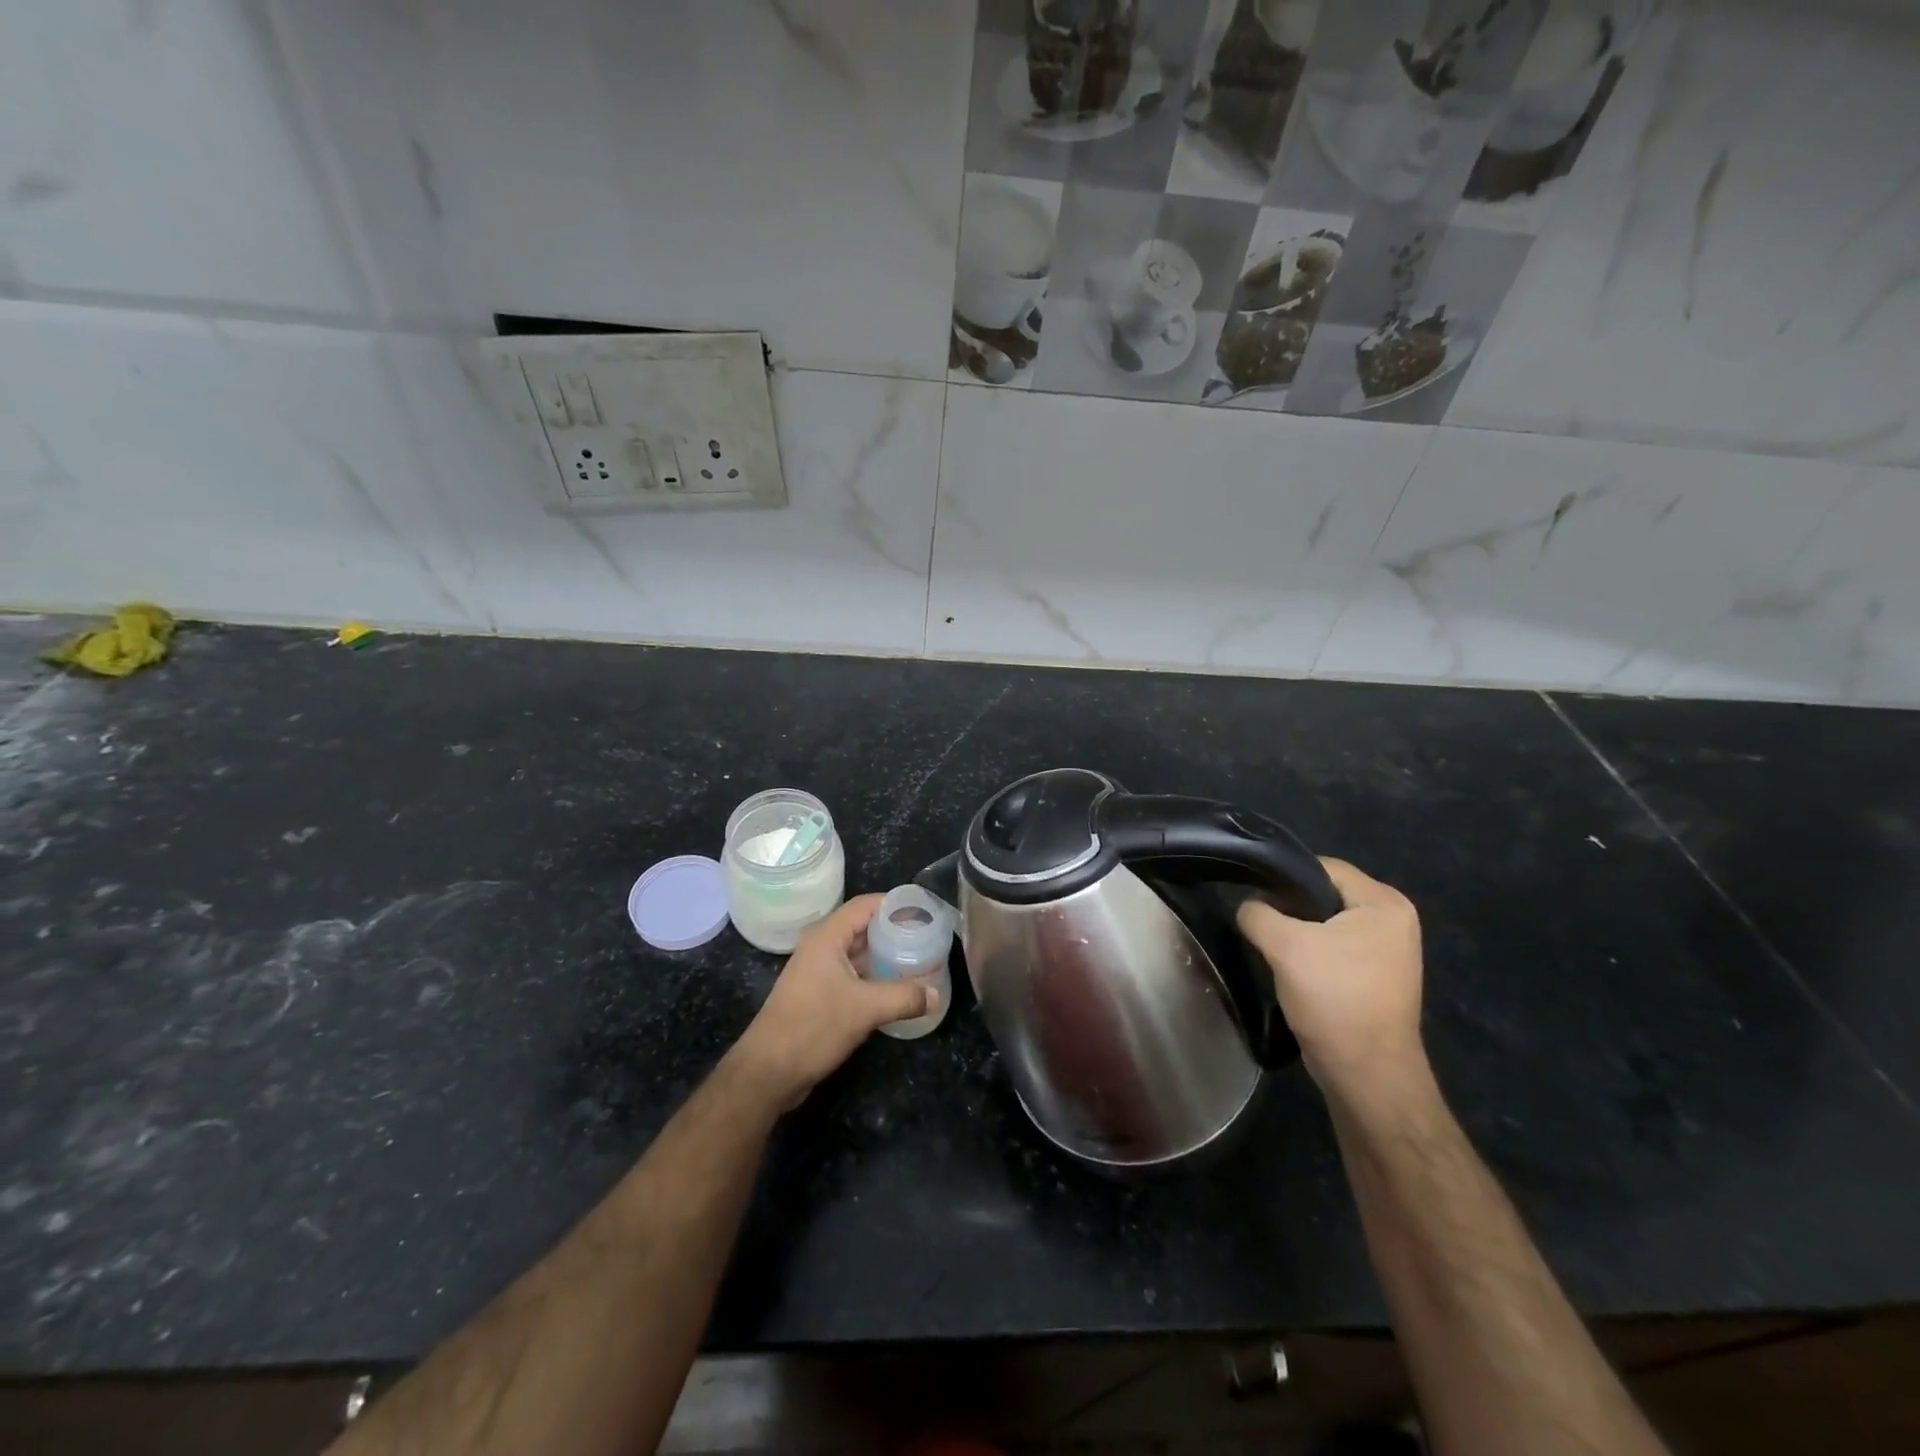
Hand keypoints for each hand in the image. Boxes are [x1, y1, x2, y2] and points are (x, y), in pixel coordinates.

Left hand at [730, 895, 936, 1110]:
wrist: (768, 1072)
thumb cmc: (813, 1027)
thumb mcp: (865, 1009)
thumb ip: (904, 997)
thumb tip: (937, 995)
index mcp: (827, 938)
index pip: (865, 906)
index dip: (894, 904)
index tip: (925, 911)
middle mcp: (821, 948)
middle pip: (862, 928)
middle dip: (894, 931)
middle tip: (928, 938)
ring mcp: (817, 973)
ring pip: (857, 954)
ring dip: (884, 957)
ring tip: (918, 961)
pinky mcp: (817, 996)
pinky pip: (851, 976)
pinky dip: (873, 978)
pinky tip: (896, 989)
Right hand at [1237, 857, 1425, 1106]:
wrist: (1367, 1075)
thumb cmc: (1334, 998)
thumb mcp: (1284, 945)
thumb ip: (1257, 913)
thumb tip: (1249, 907)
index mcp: (1385, 903)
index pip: (1324, 867)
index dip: (1284, 877)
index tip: (1253, 896)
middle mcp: (1394, 920)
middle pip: (1325, 894)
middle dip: (1289, 907)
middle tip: (1259, 923)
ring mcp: (1388, 951)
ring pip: (1326, 923)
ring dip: (1298, 933)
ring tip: (1271, 947)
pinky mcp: (1376, 977)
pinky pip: (1335, 948)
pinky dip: (1311, 954)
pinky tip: (1289, 969)